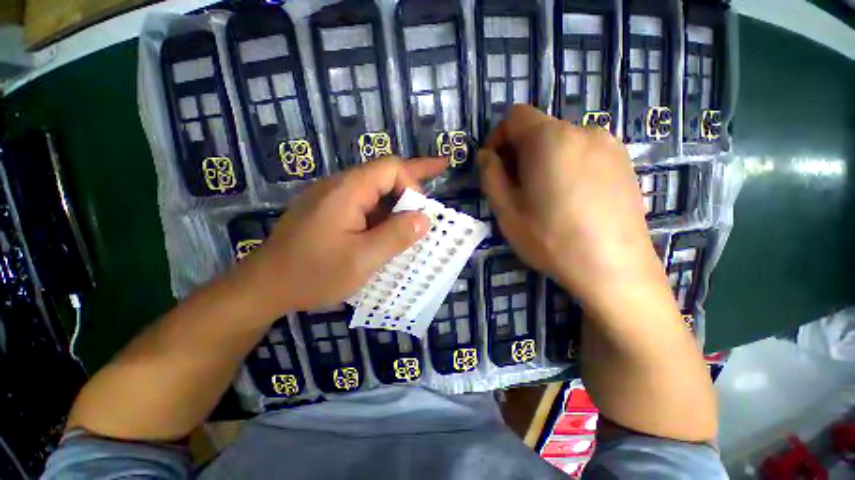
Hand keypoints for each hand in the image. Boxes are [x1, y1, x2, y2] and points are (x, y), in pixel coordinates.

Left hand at [235, 157, 446, 317]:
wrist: (265, 286)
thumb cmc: (313, 273)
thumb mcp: (362, 259)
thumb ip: (396, 236)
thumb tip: (424, 218)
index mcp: (347, 191)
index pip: (390, 168)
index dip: (412, 183)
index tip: (420, 213)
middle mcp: (340, 187)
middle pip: (384, 173)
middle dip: (414, 175)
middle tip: (441, 168)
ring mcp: (334, 200)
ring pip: (376, 190)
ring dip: (400, 197)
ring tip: (422, 204)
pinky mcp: (331, 213)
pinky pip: (365, 204)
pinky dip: (385, 211)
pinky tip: (394, 224)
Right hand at [478, 105, 662, 310]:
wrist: (613, 268)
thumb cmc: (550, 238)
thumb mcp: (506, 210)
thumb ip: (491, 176)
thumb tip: (486, 155)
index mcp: (550, 139)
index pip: (515, 116)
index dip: (498, 137)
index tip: (494, 164)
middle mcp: (583, 131)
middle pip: (539, 129)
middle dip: (520, 152)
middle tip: (517, 188)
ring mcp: (610, 145)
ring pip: (562, 142)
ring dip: (544, 160)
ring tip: (545, 196)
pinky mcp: (625, 162)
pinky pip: (585, 153)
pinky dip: (568, 166)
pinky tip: (571, 199)